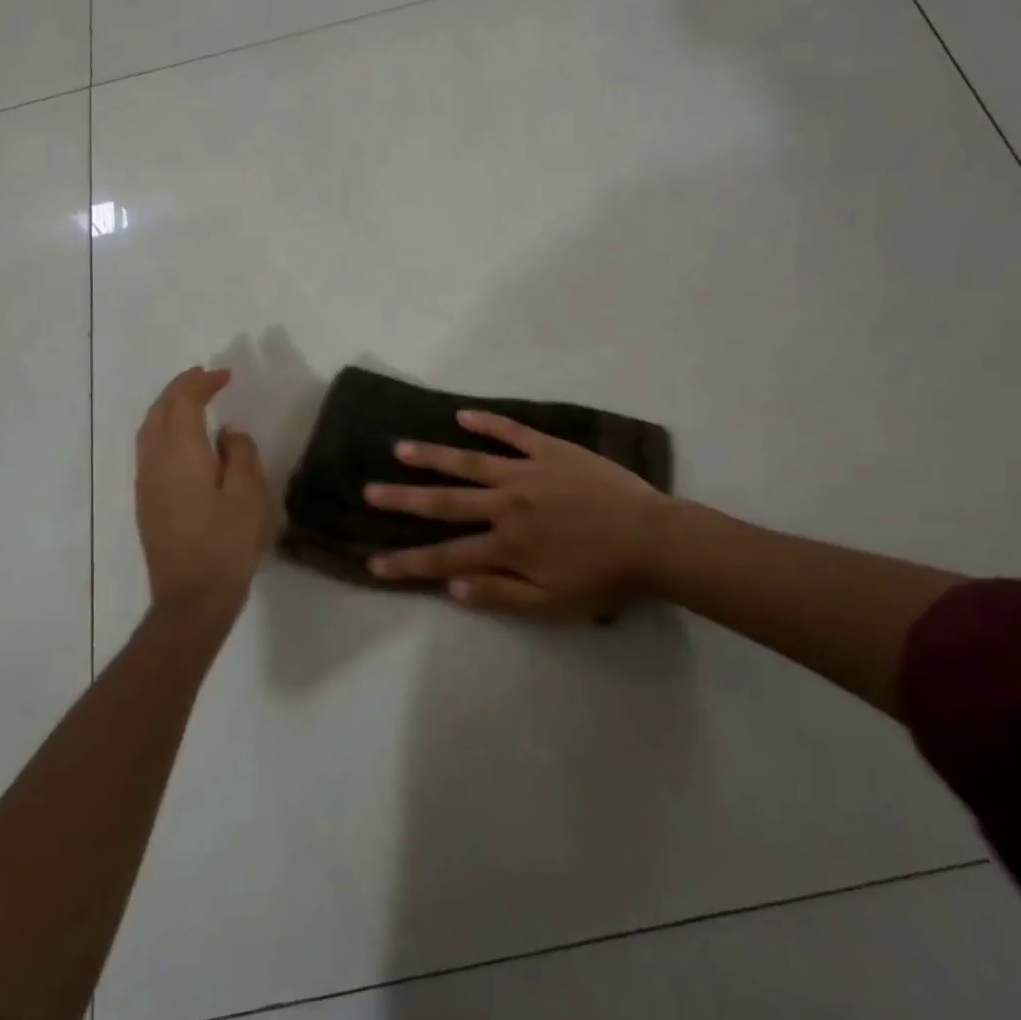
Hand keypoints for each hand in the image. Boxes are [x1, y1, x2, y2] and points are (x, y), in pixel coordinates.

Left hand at [134, 366, 271, 633]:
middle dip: (180, 389)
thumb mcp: (249, 494)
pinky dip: (165, 430)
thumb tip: (228, 434)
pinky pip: (150, 449)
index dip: (201, 383)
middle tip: (206, 378)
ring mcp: (146, 483)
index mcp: (180, 454)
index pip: (183, 402)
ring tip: (193, 401)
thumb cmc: (227, 543)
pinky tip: (185, 440)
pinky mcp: (147, 502)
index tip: (224, 375)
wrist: (192, 598)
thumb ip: (241, 454)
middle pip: (159, 411)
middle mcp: (155, 462)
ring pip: (149, 430)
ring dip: (169, 408)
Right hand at [364, 410, 668, 620]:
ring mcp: (527, 472)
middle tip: (368, 491)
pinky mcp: (551, 450)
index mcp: (505, 545)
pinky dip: (487, 423)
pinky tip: (462, 415)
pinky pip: (513, 432)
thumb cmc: (603, 577)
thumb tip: (453, 588)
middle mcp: (506, 505)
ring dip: (433, 456)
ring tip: (400, 448)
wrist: (652, 538)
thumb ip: (500, 595)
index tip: (373, 563)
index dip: (407, 563)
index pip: (445, 557)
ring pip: (470, 461)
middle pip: (445, 502)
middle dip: (403, 499)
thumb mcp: (551, 604)